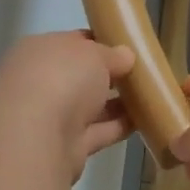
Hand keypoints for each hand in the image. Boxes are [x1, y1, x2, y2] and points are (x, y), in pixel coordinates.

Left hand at [0, 32, 135, 181]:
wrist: (37, 137)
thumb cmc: (61, 78)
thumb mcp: (94, 54)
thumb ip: (112, 54)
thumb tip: (125, 56)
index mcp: (39, 52)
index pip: (72, 43)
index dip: (100, 43)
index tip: (128, 46)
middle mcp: (41, 83)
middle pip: (80, 76)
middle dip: (109, 75)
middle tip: (143, 71)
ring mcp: (51, 117)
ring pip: (90, 106)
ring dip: (117, 103)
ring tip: (151, 95)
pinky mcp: (66, 146)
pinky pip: (99, 131)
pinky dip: (119, 126)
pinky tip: (146, 119)